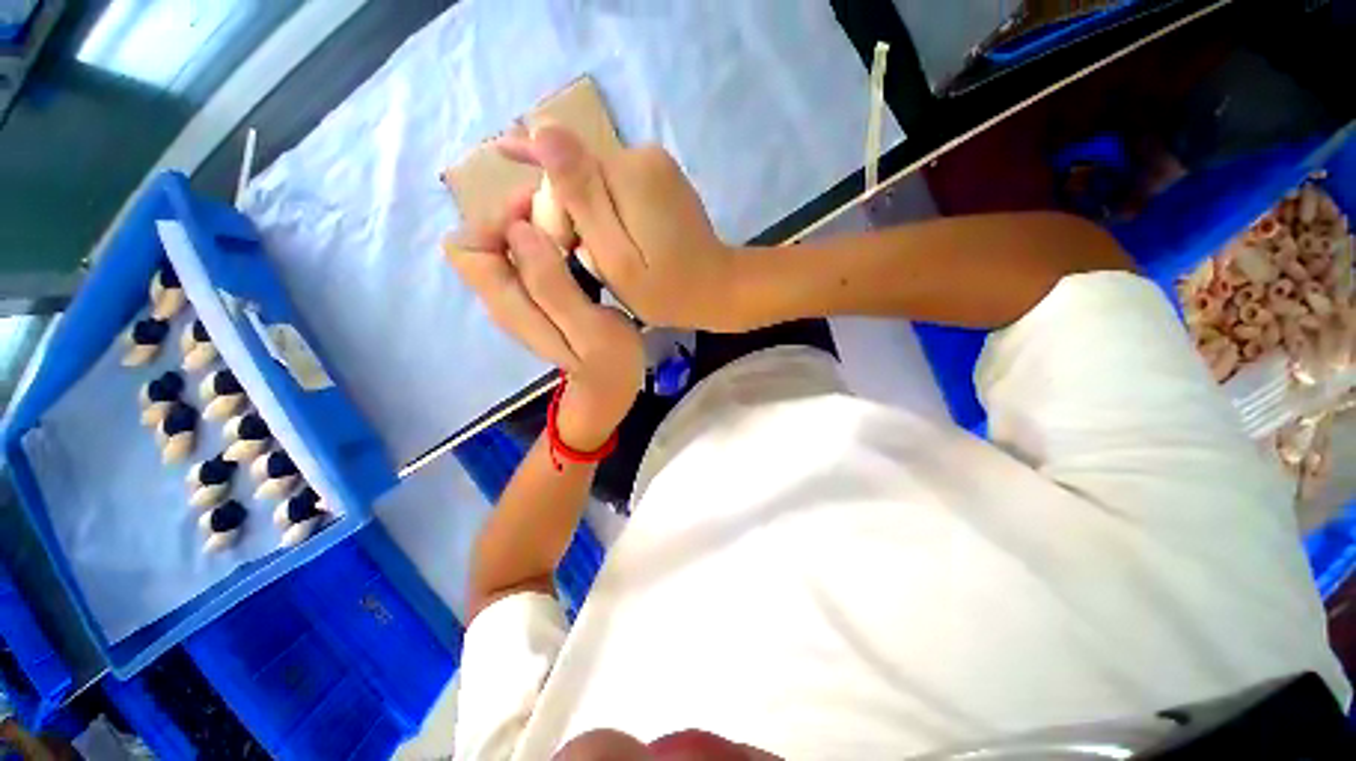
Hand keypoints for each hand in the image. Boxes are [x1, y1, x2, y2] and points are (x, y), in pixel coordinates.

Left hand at [445, 192, 643, 449]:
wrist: (609, 388)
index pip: (468, 245)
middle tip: (565, 220)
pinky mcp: (535, 296)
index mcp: (510, 304)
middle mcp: (502, 297)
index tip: (542, 212)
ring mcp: (517, 298)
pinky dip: (545, 241)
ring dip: (533, 227)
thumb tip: (521, 231)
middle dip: (518, 217)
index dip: (497, 218)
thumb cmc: (608, 364)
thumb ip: (554, 286)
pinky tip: (575, 248)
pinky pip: (526, 256)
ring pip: (504, 244)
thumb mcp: (590, 329)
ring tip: (574, 231)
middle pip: (482, 239)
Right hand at [498, 126, 743, 330]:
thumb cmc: (668, 291)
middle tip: (588, 261)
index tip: (571, 254)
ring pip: (592, 184)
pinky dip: (604, 216)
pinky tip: (602, 239)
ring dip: (587, 220)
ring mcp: (654, 164)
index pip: (560, 176)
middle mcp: (642, 154)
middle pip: (577, 176)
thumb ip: (581, 199)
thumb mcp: (616, 259)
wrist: (718, 290)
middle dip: (572, 218)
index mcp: (629, 172)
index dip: (555, 219)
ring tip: (601, 257)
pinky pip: (612, 189)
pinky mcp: (659, 179)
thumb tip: (542, 129)